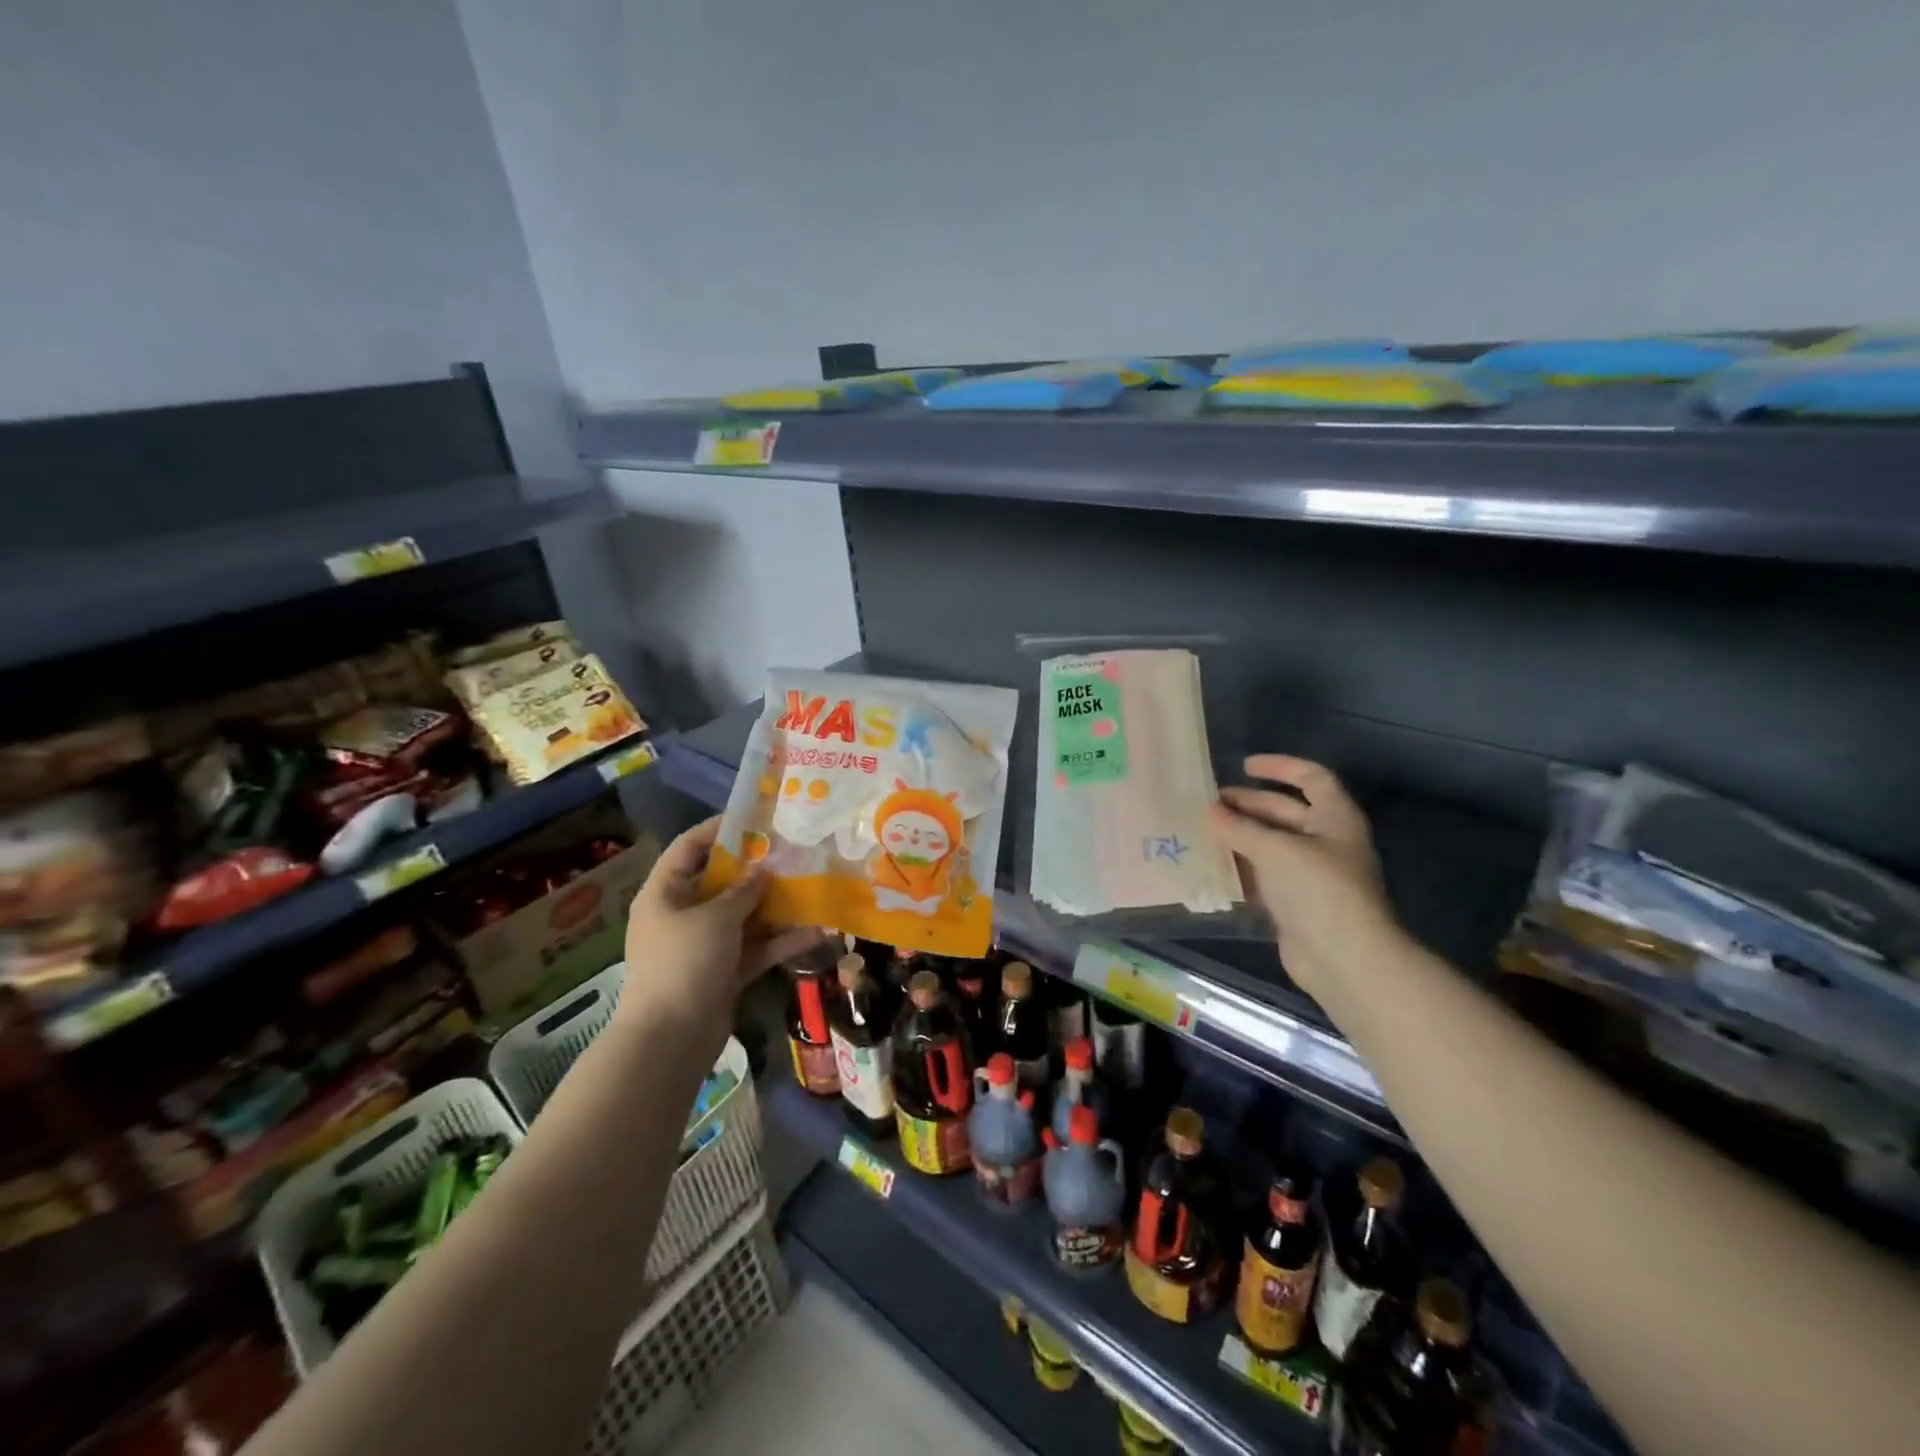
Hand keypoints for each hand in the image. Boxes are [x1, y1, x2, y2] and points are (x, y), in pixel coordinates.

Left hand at [616, 818, 823, 1048]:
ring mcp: (704, 945)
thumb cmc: (685, 962)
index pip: (689, 848)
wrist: (671, 1038)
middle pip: (723, 882)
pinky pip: (755, 948)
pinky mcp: (724, 972)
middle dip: (758, 870)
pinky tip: (817, 932)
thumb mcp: (716, 918)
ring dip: (776, 907)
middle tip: (793, 852)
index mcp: (665, 893)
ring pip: (745, 917)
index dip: (719, 829)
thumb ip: (744, 891)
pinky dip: (781, 942)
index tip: (755, 819)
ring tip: (812, 888)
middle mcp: (682, 915)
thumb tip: (763, 871)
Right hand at [1208, 755, 1395, 999]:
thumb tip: (1210, 811)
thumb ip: (1240, 828)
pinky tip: (1212, 866)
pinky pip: (1264, 877)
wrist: (1344, 958)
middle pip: (1285, 812)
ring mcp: (1311, 875)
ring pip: (1270, 846)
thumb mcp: (1275, 849)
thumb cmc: (1317, 889)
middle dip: (1249, 805)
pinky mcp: (1295, 904)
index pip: (1311, 778)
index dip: (1280, 767)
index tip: (1244, 766)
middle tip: (1210, 804)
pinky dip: (1240, 869)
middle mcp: (1326, 842)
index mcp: (1335, 818)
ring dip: (1240, 837)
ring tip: (1204, 832)